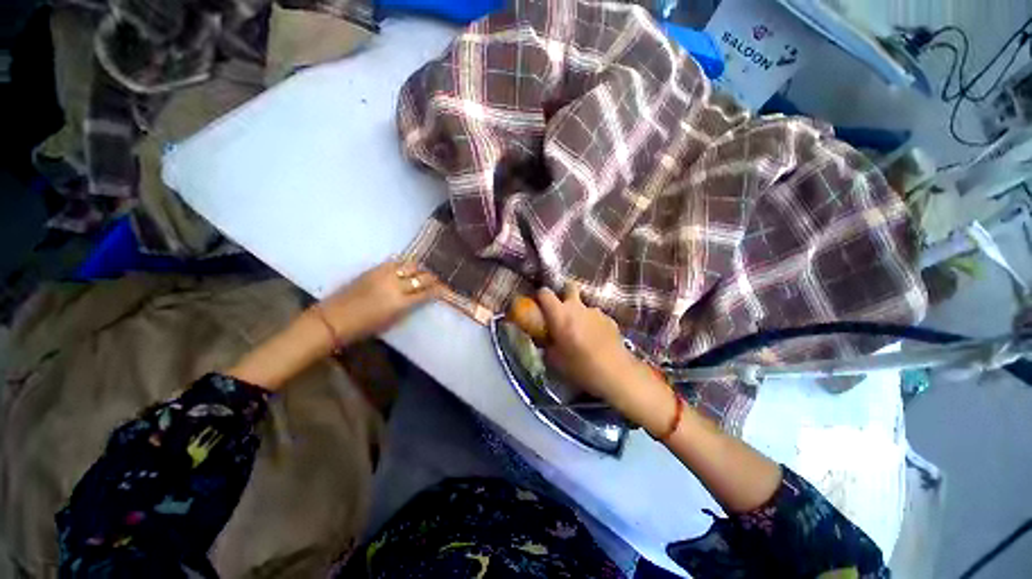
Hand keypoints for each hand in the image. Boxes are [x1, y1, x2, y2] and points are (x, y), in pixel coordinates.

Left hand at [319, 260, 441, 343]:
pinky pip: (395, 262)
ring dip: (420, 268)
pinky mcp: (373, 269)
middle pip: (422, 276)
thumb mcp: (392, 321)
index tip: (445, 288)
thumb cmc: (364, 328)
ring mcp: (384, 275)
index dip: (439, 289)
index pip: (427, 292)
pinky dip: (404, 264)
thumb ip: (408, 307)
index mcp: (401, 303)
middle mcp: (395, 286)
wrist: (333, 319)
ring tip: (423, 271)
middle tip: (437, 279)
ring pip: (410, 265)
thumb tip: (421, 297)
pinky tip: (407, 266)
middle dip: (433, 277)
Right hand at [536, 284, 673, 431]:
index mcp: (560, 314)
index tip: (539, 305)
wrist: (616, 373)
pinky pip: (595, 317)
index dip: (540, 296)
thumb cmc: (581, 367)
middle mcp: (577, 307)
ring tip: (581, 332)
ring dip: (579, 313)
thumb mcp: (554, 360)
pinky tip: (596, 339)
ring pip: (583, 305)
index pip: (545, 293)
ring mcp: (596, 311)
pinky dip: (592, 323)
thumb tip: (544, 339)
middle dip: (564, 293)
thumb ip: (546, 345)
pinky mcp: (610, 319)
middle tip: (561, 309)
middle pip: (569, 287)